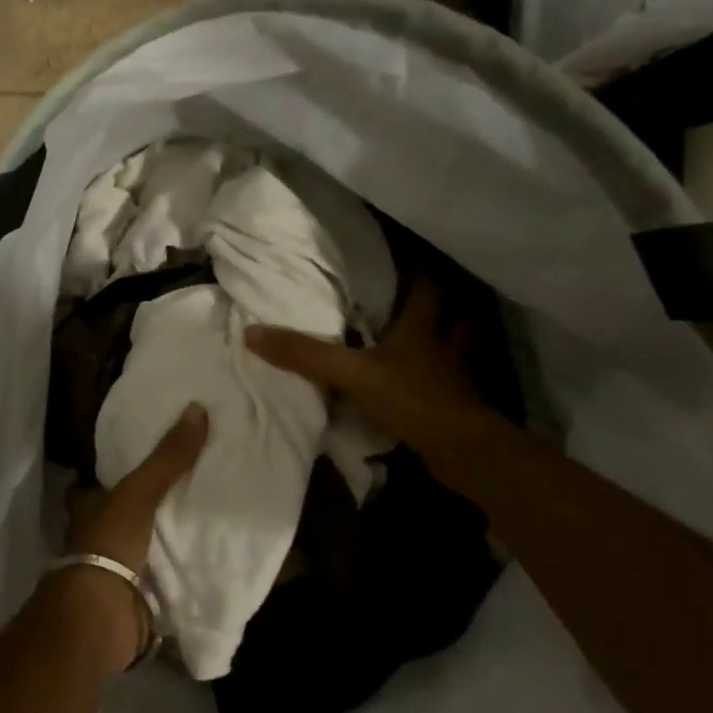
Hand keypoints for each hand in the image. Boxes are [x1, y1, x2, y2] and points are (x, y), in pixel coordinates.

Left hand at [58, 403, 207, 669]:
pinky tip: (199, 563)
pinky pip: (156, 582)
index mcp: (86, 510)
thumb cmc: (109, 542)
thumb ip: (167, 457)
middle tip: (177, 492)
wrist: (102, 613)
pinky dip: (172, 575)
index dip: (106, 477)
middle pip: (115, 519)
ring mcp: (111, 572)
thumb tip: (197, 408)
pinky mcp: (132, 600)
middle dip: (138, 511)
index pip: (91, 488)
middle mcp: (93, 539)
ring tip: (196, 523)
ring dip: (157, 543)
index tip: (133, 464)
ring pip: (136, 550)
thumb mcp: (139, 491)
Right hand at [244, 278, 492, 463]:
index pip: (427, 290)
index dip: (419, 274)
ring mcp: (453, 380)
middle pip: (450, 317)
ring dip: (442, 346)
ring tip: (423, 342)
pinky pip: (446, 387)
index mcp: (421, 329)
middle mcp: (442, 348)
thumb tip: (252, 333)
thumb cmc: (409, 397)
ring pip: (453, 352)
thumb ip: (305, 354)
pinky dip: (435, 384)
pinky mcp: (455, 409)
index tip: (407, 263)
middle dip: (438, 308)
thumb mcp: (349, 373)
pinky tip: (420, 388)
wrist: (459, 449)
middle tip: (414, 300)